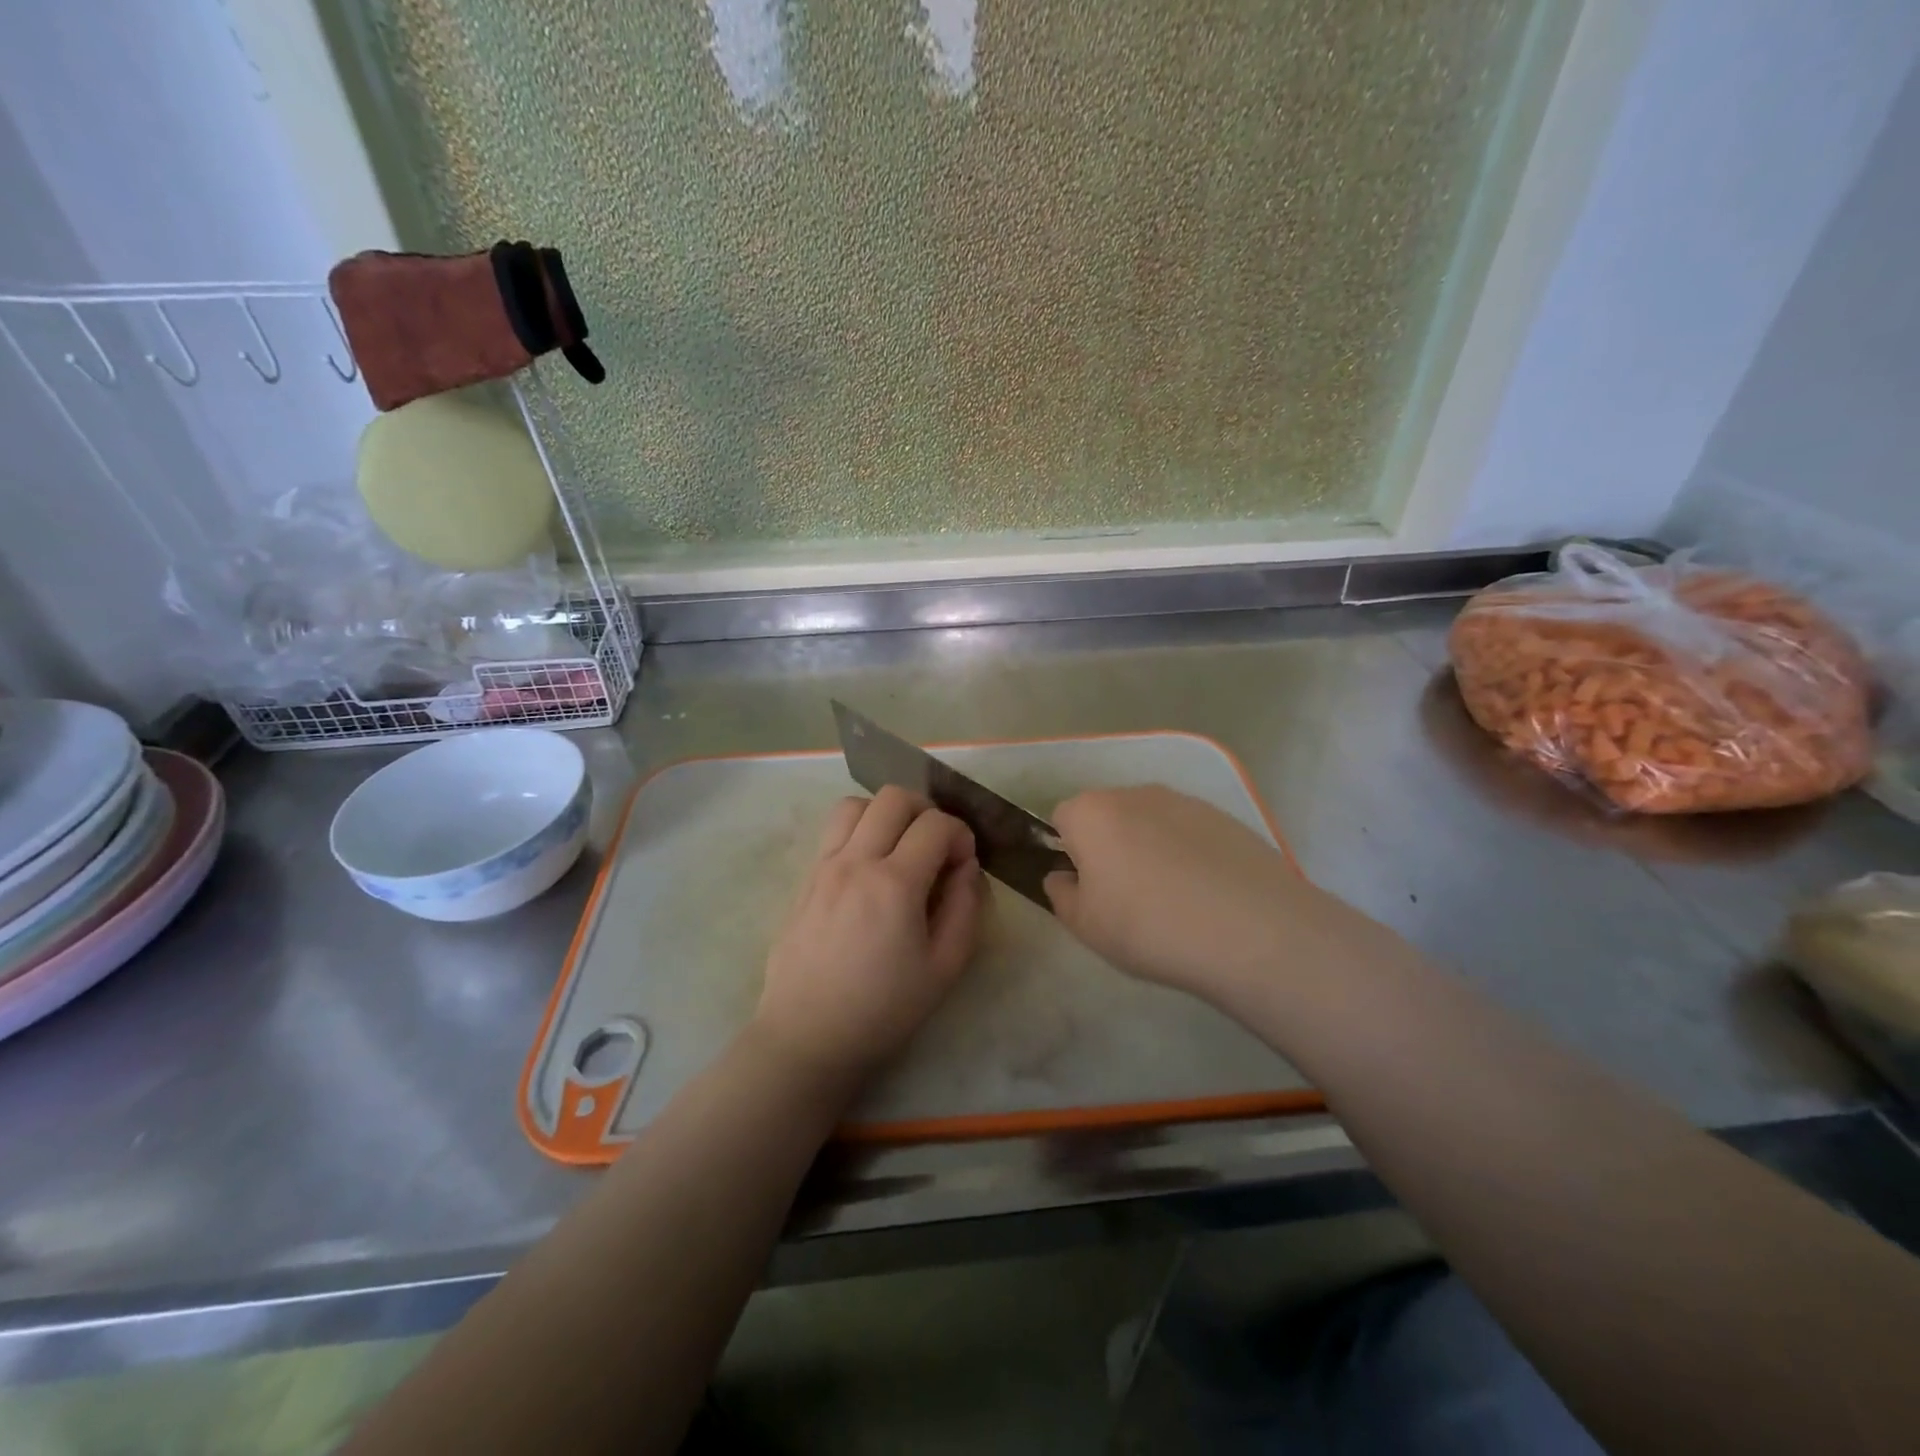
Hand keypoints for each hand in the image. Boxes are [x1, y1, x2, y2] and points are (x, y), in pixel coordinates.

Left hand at [753, 786, 983, 1083]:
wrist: (807, 1036)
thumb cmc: (882, 1009)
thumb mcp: (944, 968)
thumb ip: (965, 908)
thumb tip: (966, 866)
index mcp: (894, 884)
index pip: (936, 824)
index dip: (960, 834)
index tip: (963, 862)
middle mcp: (856, 862)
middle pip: (894, 798)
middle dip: (926, 811)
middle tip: (935, 846)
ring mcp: (824, 866)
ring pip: (856, 804)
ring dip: (885, 814)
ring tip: (898, 848)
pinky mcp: (805, 878)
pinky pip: (833, 831)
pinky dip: (858, 831)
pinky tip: (869, 868)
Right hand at [1044, 786, 1328, 1003]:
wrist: (1250, 930)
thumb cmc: (1148, 926)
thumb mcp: (1085, 925)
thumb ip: (1061, 895)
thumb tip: (1062, 877)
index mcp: (1091, 813)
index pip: (1061, 819)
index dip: (1068, 852)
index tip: (1087, 888)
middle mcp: (1134, 793)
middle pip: (1107, 815)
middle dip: (1109, 846)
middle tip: (1126, 897)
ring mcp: (1184, 801)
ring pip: (1150, 821)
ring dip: (1150, 848)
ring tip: (1173, 899)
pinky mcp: (1224, 816)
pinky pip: (1189, 832)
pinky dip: (1189, 854)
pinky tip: (1207, 895)